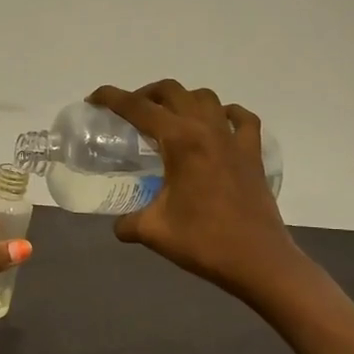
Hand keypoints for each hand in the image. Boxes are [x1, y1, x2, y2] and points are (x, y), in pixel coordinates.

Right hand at [89, 80, 304, 304]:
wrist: (258, 261)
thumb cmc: (203, 242)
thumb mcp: (153, 231)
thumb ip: (129, 223)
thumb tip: (119, 225)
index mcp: (180, 141)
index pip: (138, 108)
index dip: (112, 98)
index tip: (94, 99)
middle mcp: (207, 129)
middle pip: (172, 91)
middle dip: (145, 94)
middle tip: (130, 112)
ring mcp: (234, 139)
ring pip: (206, 98)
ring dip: (182, 99)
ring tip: (168, 118)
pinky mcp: (253, 154)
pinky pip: (242, 119)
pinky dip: (226, 114)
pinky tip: (217, 124)